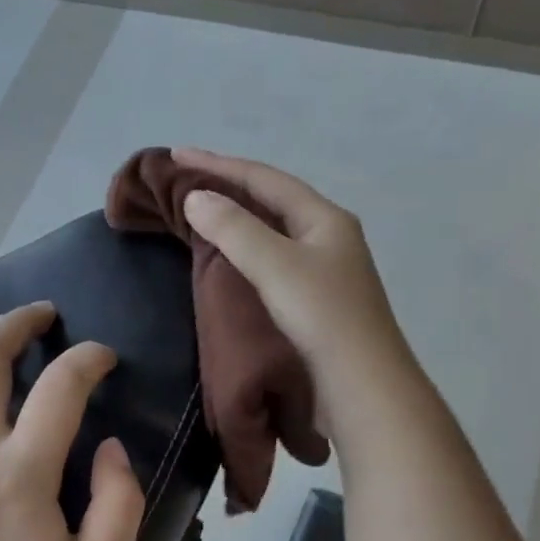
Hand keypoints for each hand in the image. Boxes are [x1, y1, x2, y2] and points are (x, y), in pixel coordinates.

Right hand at [174, 147, 415, 417]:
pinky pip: (274, 257)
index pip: (264, 178)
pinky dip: (245, 247)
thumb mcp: (275, 266)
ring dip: (237, 216)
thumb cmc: (322, 317)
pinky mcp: (317, 298)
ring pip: (273, 229)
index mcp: (324, 218)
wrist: (363, 385)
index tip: (177, 155)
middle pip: (271, 199)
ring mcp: (325, 268)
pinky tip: (230, 256)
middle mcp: (328, 235)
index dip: (219, 164)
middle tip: (185, 178)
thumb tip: (196, 197)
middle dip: (228, 185)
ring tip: (201, 210)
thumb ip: (234, 229)